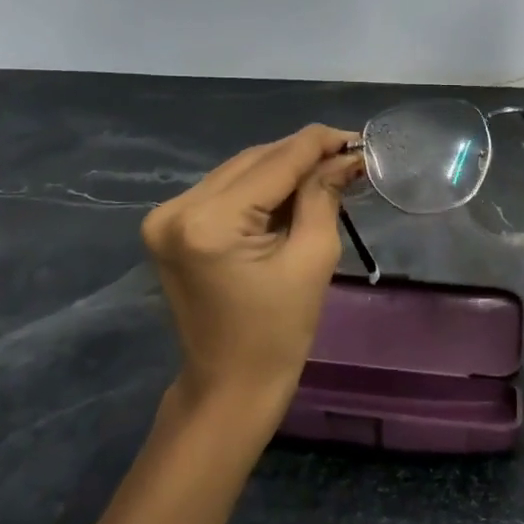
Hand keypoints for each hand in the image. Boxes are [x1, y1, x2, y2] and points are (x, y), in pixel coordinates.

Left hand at [142, 125, 362, 417]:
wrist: (229, 386)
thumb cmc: (279, 333)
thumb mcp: (312, 258)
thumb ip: (324, 195)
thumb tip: (345, 156)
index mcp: (210, 221)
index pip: (275, 162)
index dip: (319, 144)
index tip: (357, 137)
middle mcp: (178, 208)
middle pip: (254, 160)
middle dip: (302, 155)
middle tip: (347, 155)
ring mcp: (167, 216)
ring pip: (239, 170)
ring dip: (282, 168)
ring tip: (326, 171)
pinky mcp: (169, 226)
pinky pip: (224, 189)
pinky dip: (260, 187)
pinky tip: (292, 190)